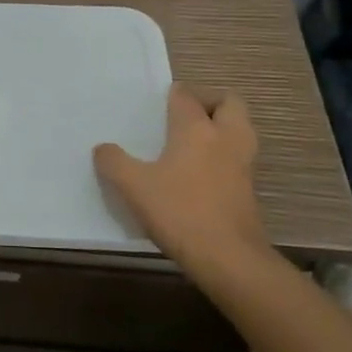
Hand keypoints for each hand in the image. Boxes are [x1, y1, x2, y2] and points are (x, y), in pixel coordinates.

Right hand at [93, 85, 271, 284]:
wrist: (228, 258)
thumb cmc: (180, 211)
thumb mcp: (133, 186)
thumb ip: (114, 162)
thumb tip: (103, 149)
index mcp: (196, 128)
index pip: (187, 95)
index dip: (172, 94)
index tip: (156, 102)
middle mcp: (225, 138)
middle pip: (229, 102)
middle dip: (209, 102)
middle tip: (184, 116)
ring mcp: (242, 164)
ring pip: (239, 129)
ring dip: (221, 128)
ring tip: (192, 142)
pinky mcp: (248, 189)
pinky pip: (238, 157)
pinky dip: (223, 155)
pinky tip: (199, 173)